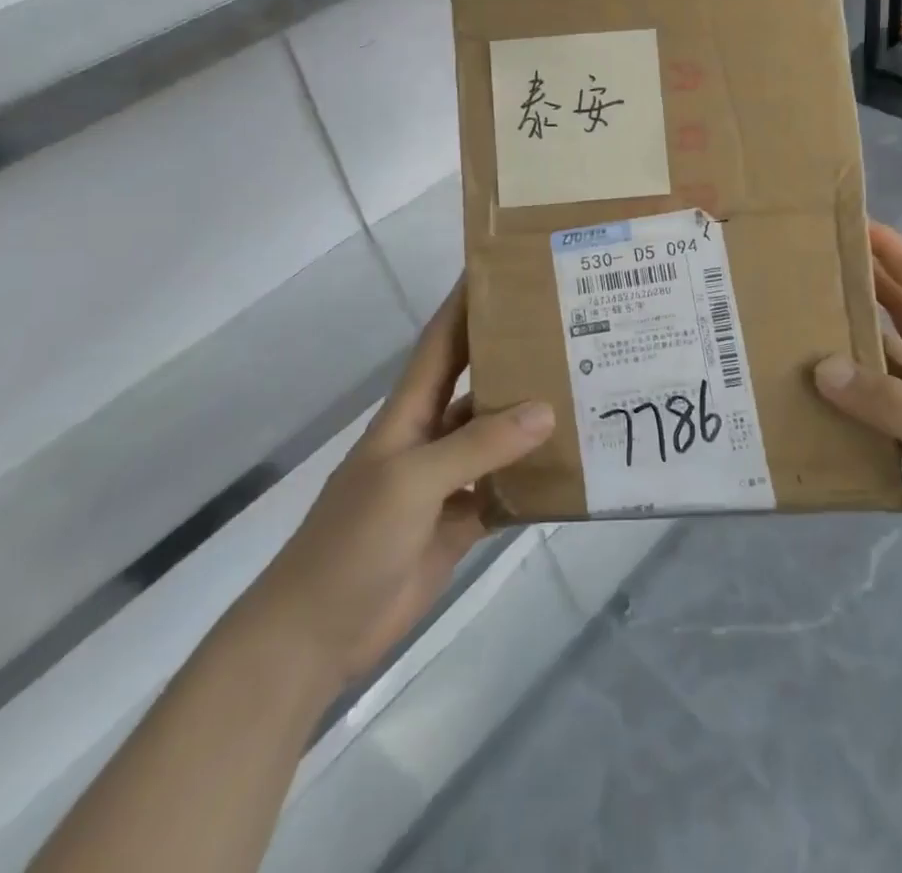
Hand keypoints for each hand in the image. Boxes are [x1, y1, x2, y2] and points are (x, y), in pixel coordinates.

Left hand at [259, 279, 553, 680]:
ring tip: (584, 392)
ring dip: (533, 419)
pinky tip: (572, 468)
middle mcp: (432, 436)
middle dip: (514, 355)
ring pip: (498, 437)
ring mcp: (447, 480)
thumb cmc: (353, 540)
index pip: (442, 342)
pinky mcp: (461, 520)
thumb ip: (477, 445)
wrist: (317, 633)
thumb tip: (546, 408)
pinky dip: (534, 479)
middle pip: (478, 384)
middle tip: (569, 330)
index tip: (503, 268)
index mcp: (410, 412)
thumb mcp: (411, 482)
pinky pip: (505, 489)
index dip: (466, 303)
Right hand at [814, 223, 901, 623]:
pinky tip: (817, 396)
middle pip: (899, 317)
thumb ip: (893, 402)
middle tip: (809, 265)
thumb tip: (823, 367)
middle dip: (862, 285)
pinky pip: (879, 409)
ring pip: (885, 363)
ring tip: (798, 323)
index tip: (852, 222)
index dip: (893, 252)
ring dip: (850, 342)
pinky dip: (851, 398)